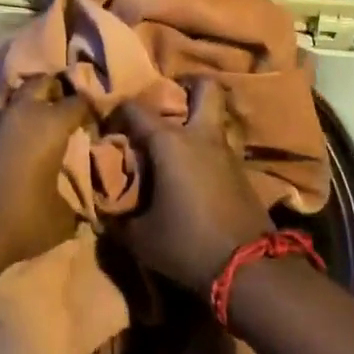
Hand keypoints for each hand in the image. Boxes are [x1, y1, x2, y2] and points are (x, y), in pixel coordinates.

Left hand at [0, 77, 90, 269]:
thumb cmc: (20, 222)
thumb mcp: (60, 219)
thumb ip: (73, 204)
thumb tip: (81, 207)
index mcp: (51, 126)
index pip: (77, 102)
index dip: (88, 106)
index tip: (93, 115)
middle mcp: (20, 112)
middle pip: (39, 82)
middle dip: (52, 88)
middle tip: (59, 101)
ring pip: (4, 89)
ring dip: (16, 93)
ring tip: (22, 105)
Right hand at [112, 79, 273, 295]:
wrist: (248, 268)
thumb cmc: (186, 244)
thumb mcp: (141, 237)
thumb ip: (119, 218)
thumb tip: (105, 210)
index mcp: (169, 142)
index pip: (136, 109)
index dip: (118, 112)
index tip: (108, 126)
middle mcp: (200, 135)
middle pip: (204, 87)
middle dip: (187, 86)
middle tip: (169, 102)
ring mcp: (226, 150)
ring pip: (216, 115)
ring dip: (200, 119)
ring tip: (179, 137)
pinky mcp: (242, 170)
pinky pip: (222, 143)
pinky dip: (208, 146)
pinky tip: (196, 166)